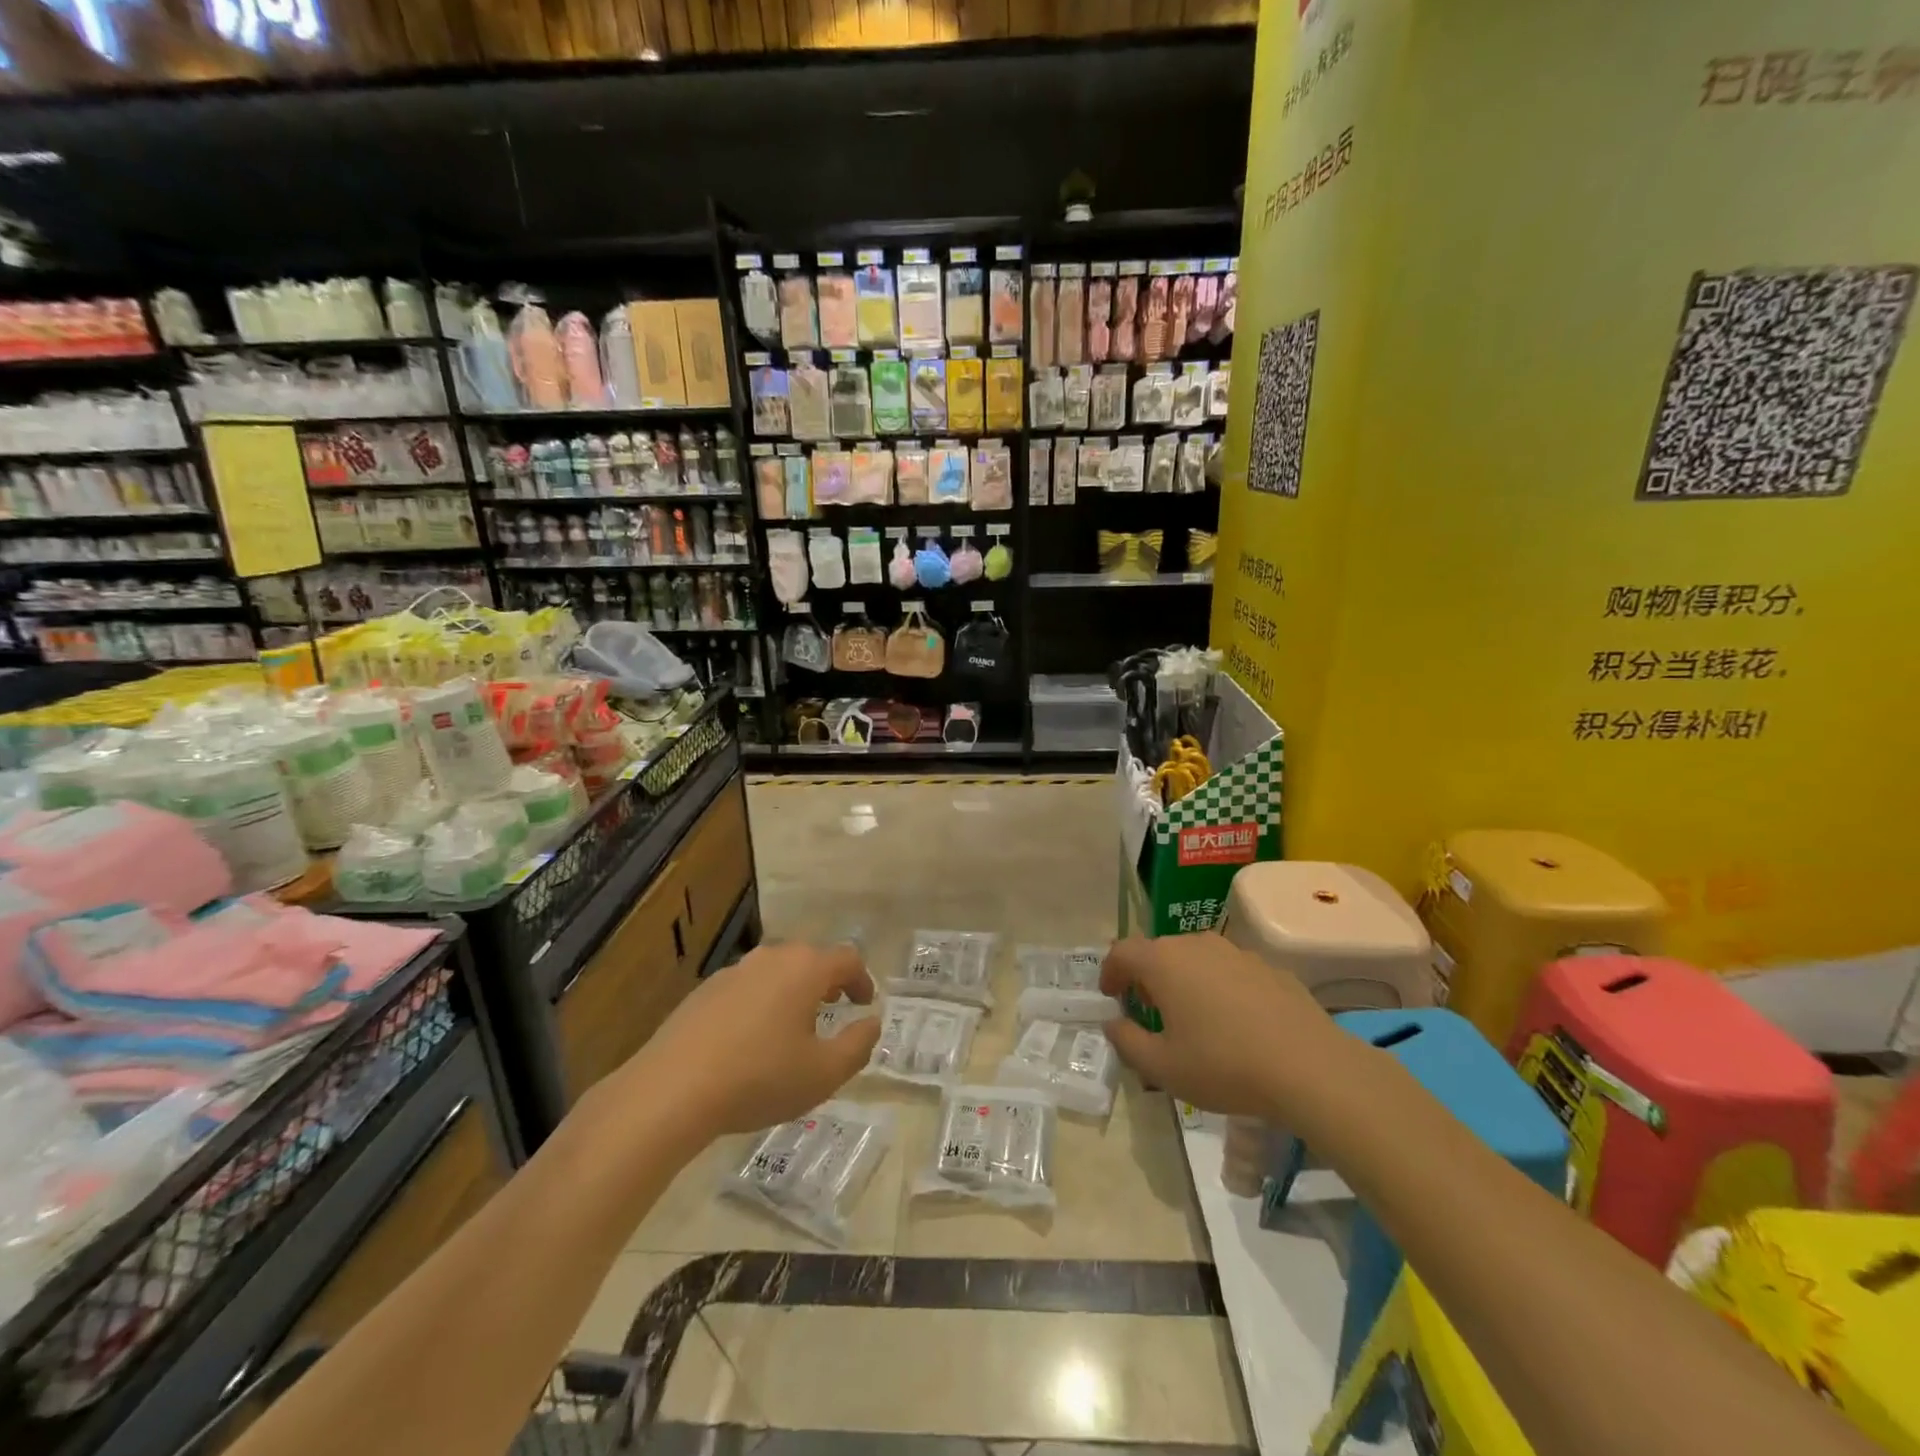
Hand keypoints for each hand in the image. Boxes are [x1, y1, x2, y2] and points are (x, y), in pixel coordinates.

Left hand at [634, 942, 880, 1137]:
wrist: (671, 1090)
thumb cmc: (759, 1078)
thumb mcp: (824, 1073)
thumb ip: (858, 1045)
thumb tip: (871, 1022)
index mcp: (805, 969)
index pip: (847, 959)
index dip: (862, 980)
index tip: (865, 1004)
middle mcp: (771, 957)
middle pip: (810, 959)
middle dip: (828, 981)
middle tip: (835, 1009)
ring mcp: (734, 971)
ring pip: (776, 971)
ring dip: (793, 991)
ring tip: (795, 1026)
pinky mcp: (704, 990)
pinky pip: (747, 988)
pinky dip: (762, 1003)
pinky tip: (753, 1038)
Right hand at [1100, 932, 1349, 1117]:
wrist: (1311, 1068)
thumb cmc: (1224, 1066)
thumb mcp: (1162, 1068)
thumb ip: (1127, 1041)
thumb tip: (1114, 1023)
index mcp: (1163, 962)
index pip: (1121, 952)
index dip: (1110, 972)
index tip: (1111, 997)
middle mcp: (1196, 945)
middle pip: (1158, 951)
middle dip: (1146, 977)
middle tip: (1149, 1011)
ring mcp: (1236, 952)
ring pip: (1195, 958)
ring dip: (1183, 980)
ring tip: (1192, 1017)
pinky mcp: (1269, 966)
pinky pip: (1229, 970)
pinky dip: (1219, 987)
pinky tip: (1234, 1023)